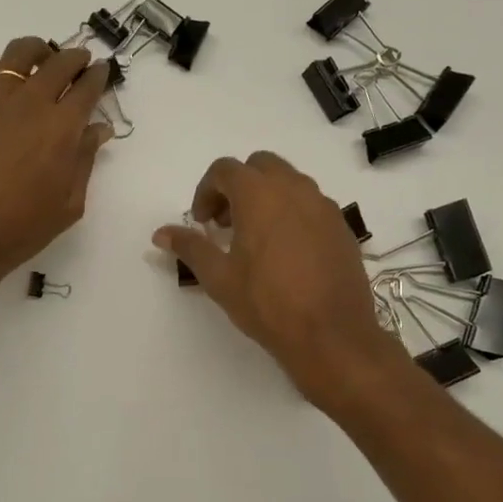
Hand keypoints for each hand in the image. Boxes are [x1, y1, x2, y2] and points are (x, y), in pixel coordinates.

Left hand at [0, 37, 114, 287]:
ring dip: (34, 50)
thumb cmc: (23, 228)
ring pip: (16, 54)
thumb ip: (85, 160)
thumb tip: (99, 129)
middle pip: (58, 63)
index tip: (101, 73)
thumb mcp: (70, 203)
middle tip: (78, 63)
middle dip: (74, 58)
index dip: (98, 77)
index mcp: (63, 128)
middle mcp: (30, 104)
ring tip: (38, 58)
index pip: (87, 88)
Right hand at [154, 152, 408, 406]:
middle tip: (226, 223)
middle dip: (237, 187)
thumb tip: (161, 233)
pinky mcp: (342, 226)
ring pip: (289, 182)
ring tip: (254, 237)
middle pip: (260, 166)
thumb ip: (190, 247)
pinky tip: (285, 252)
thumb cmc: (267, 303)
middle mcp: (295, 189)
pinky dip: (291, 213)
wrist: (331, 334)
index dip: (206, 191)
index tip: (201, 222)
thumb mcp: (219, 277)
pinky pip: (311, 204)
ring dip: (266, 197)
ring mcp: (324, 205)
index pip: (225, 170)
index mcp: (260, 195)